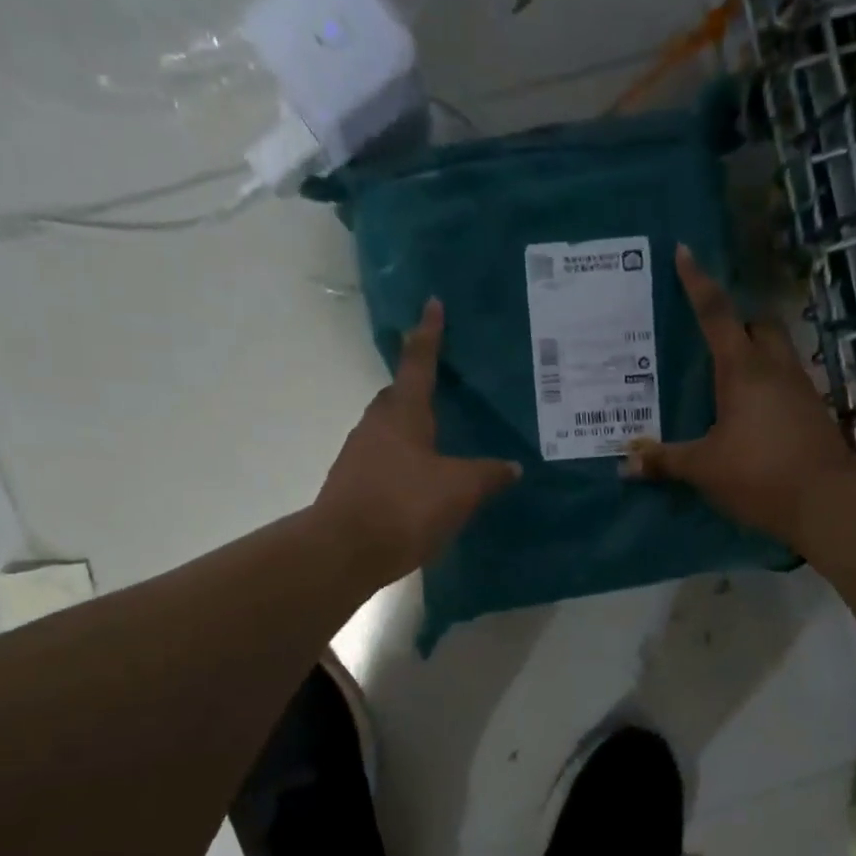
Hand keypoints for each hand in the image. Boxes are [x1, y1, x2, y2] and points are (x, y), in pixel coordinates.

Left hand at [315, 297, 521, 584]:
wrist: (343, 551)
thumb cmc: (404, 506)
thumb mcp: (459, 490)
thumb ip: (488, 475)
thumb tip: (512, 466)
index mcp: (403, 413)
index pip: (418, 362)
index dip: (429, 334)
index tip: (432, 304)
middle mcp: (376, 425)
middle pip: (398, 394)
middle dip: (418, 384)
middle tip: (445, 382)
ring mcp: (360, 454)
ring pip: (390, 427)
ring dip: (412, 425)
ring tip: (441, 435)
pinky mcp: (354, 483)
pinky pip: (385, 457)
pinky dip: (405, 457)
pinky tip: (423, 478)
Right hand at [623, 245, 855, 545]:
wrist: (827, 501)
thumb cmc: (759, 473)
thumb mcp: (704, 468)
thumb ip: (665, 461)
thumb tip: (625, 464)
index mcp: (743, 370)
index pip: (717, 314)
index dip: (698, 283)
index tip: (685, 252)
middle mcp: (775, 369)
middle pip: (758, 325)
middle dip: (736, 321)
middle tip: (709, 335)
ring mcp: (800, 389)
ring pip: (777, 351)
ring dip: (754, 352)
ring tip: (726, 373)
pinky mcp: (813, 412)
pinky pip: (786, 382)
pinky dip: (766, 383)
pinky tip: (750, 409)